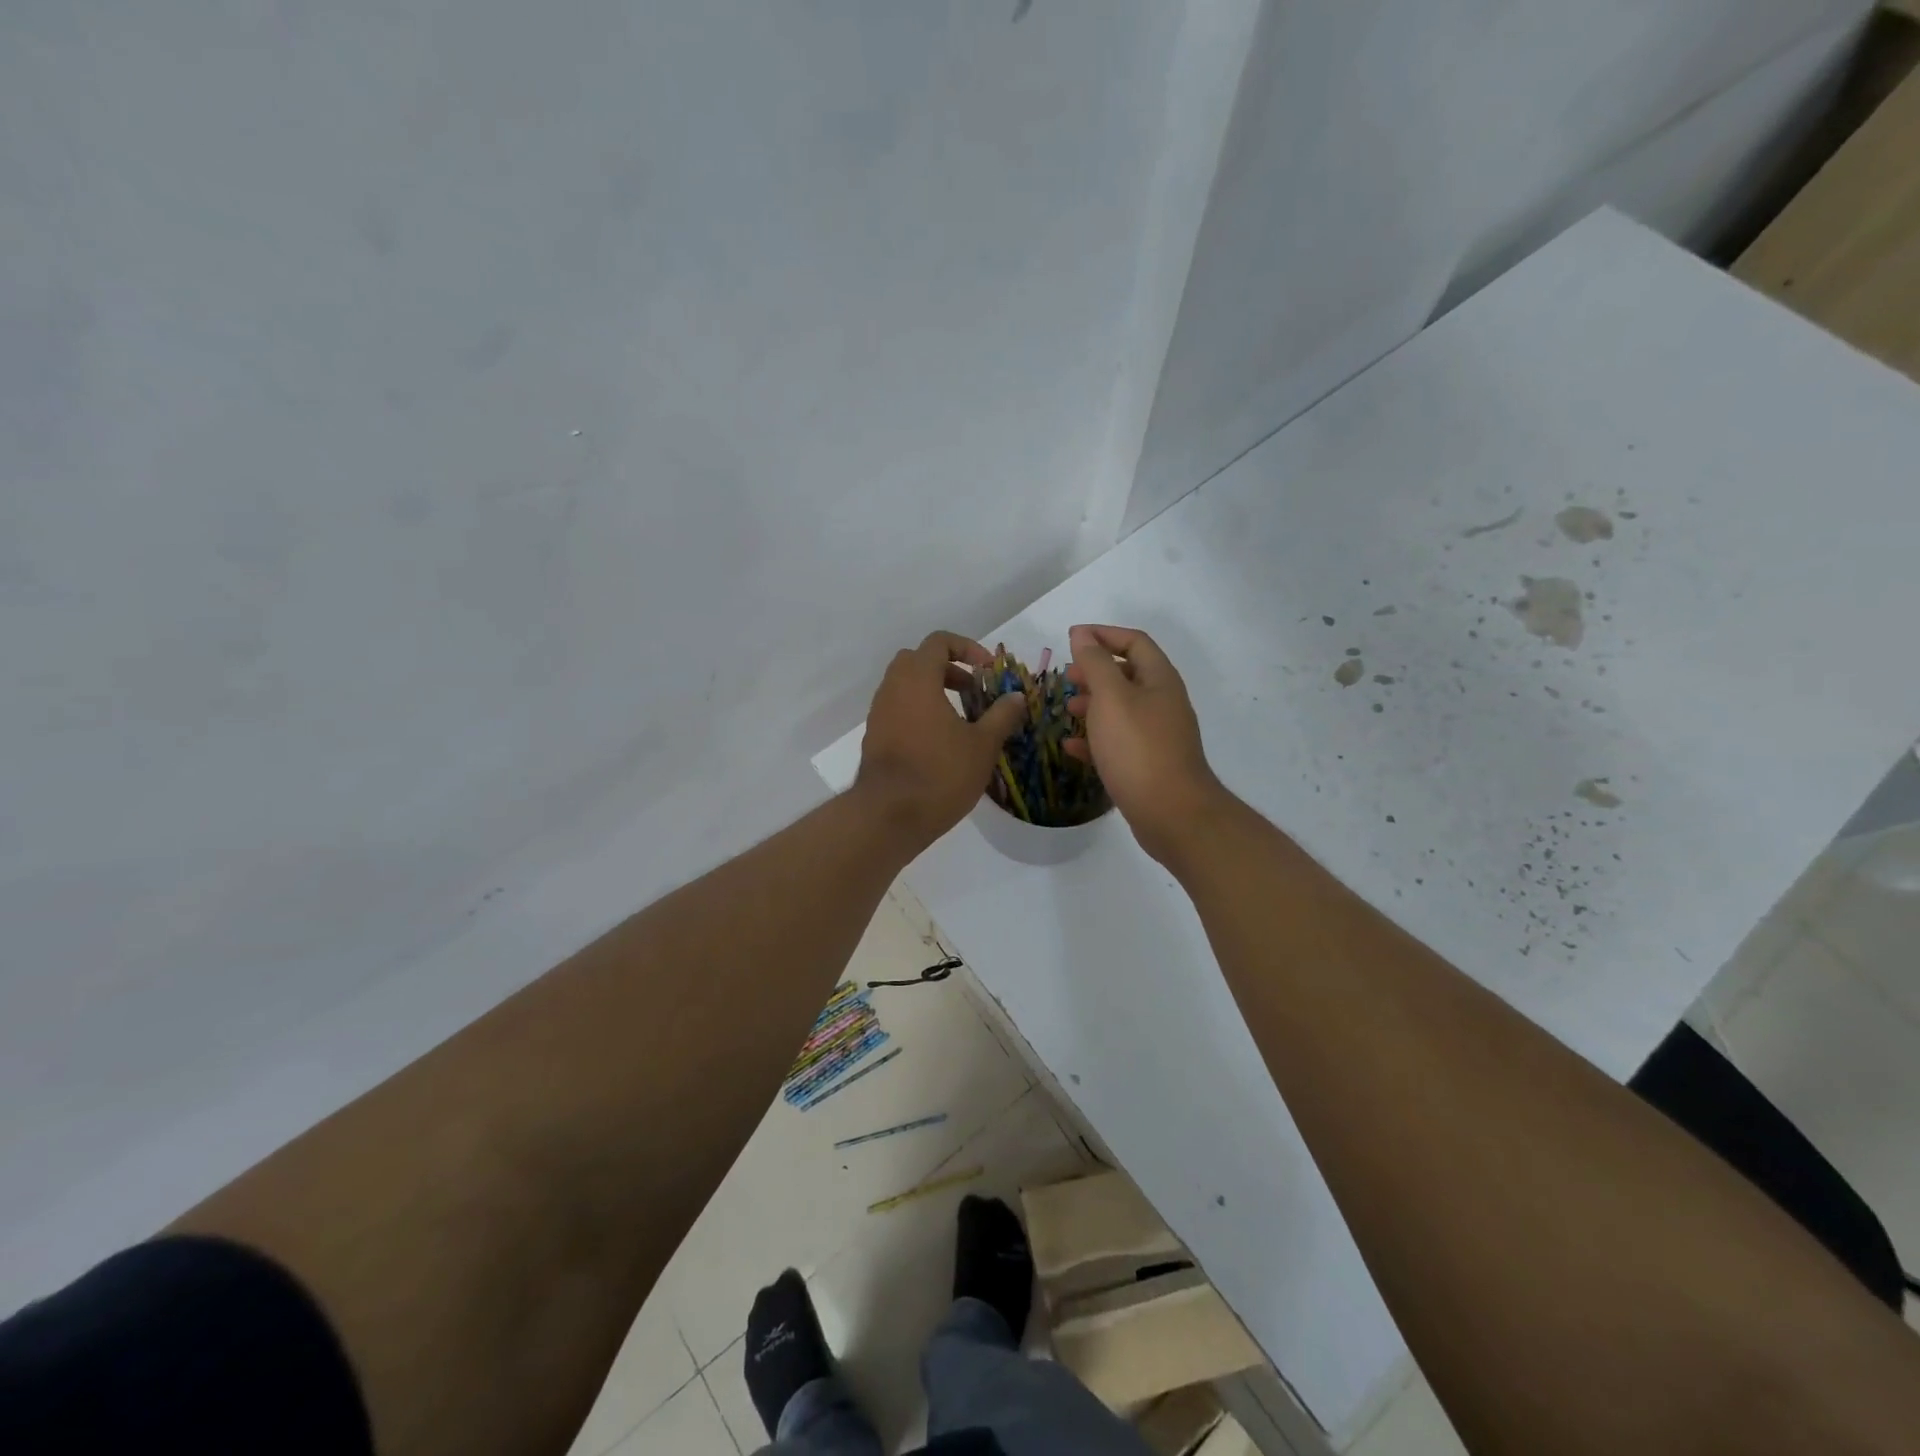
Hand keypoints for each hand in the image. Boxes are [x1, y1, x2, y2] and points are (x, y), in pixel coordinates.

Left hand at [856, 632, 1027, 847]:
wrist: (889, 815)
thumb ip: (1002, 715)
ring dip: (933, 691)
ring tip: (961, 719)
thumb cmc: (940, 773)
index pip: (938, 642)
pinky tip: (940, 741)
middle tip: (973, 691)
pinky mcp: (874, 737)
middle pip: (918, 660)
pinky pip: (897, 709)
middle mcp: (892, 688)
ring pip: (905, 686)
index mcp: (918, 679)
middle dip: (948, 669)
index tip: (987, 670)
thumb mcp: (982, 745)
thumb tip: (1016, 696)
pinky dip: (919, 711)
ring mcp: (879, 713)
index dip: (967, 648)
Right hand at [1064, 624, 1225, 864]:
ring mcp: (1158, 736)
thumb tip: (1082, 634)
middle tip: (1066, 677)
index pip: (1134, 642)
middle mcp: (1163, 703)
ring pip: (1122, 709)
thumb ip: (1095, 664)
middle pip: (1128, 674)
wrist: (1172, 814)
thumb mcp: (1111, 698)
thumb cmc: (1138, 748)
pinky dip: (1095, 739)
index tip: (1071, 638)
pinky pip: (1119, 742)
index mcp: (1160, 680)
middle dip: (1096, 671)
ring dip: (1093, 704)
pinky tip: (1071, 747)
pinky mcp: (1149, 765)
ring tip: (1067, 709)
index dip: (1103, 635)